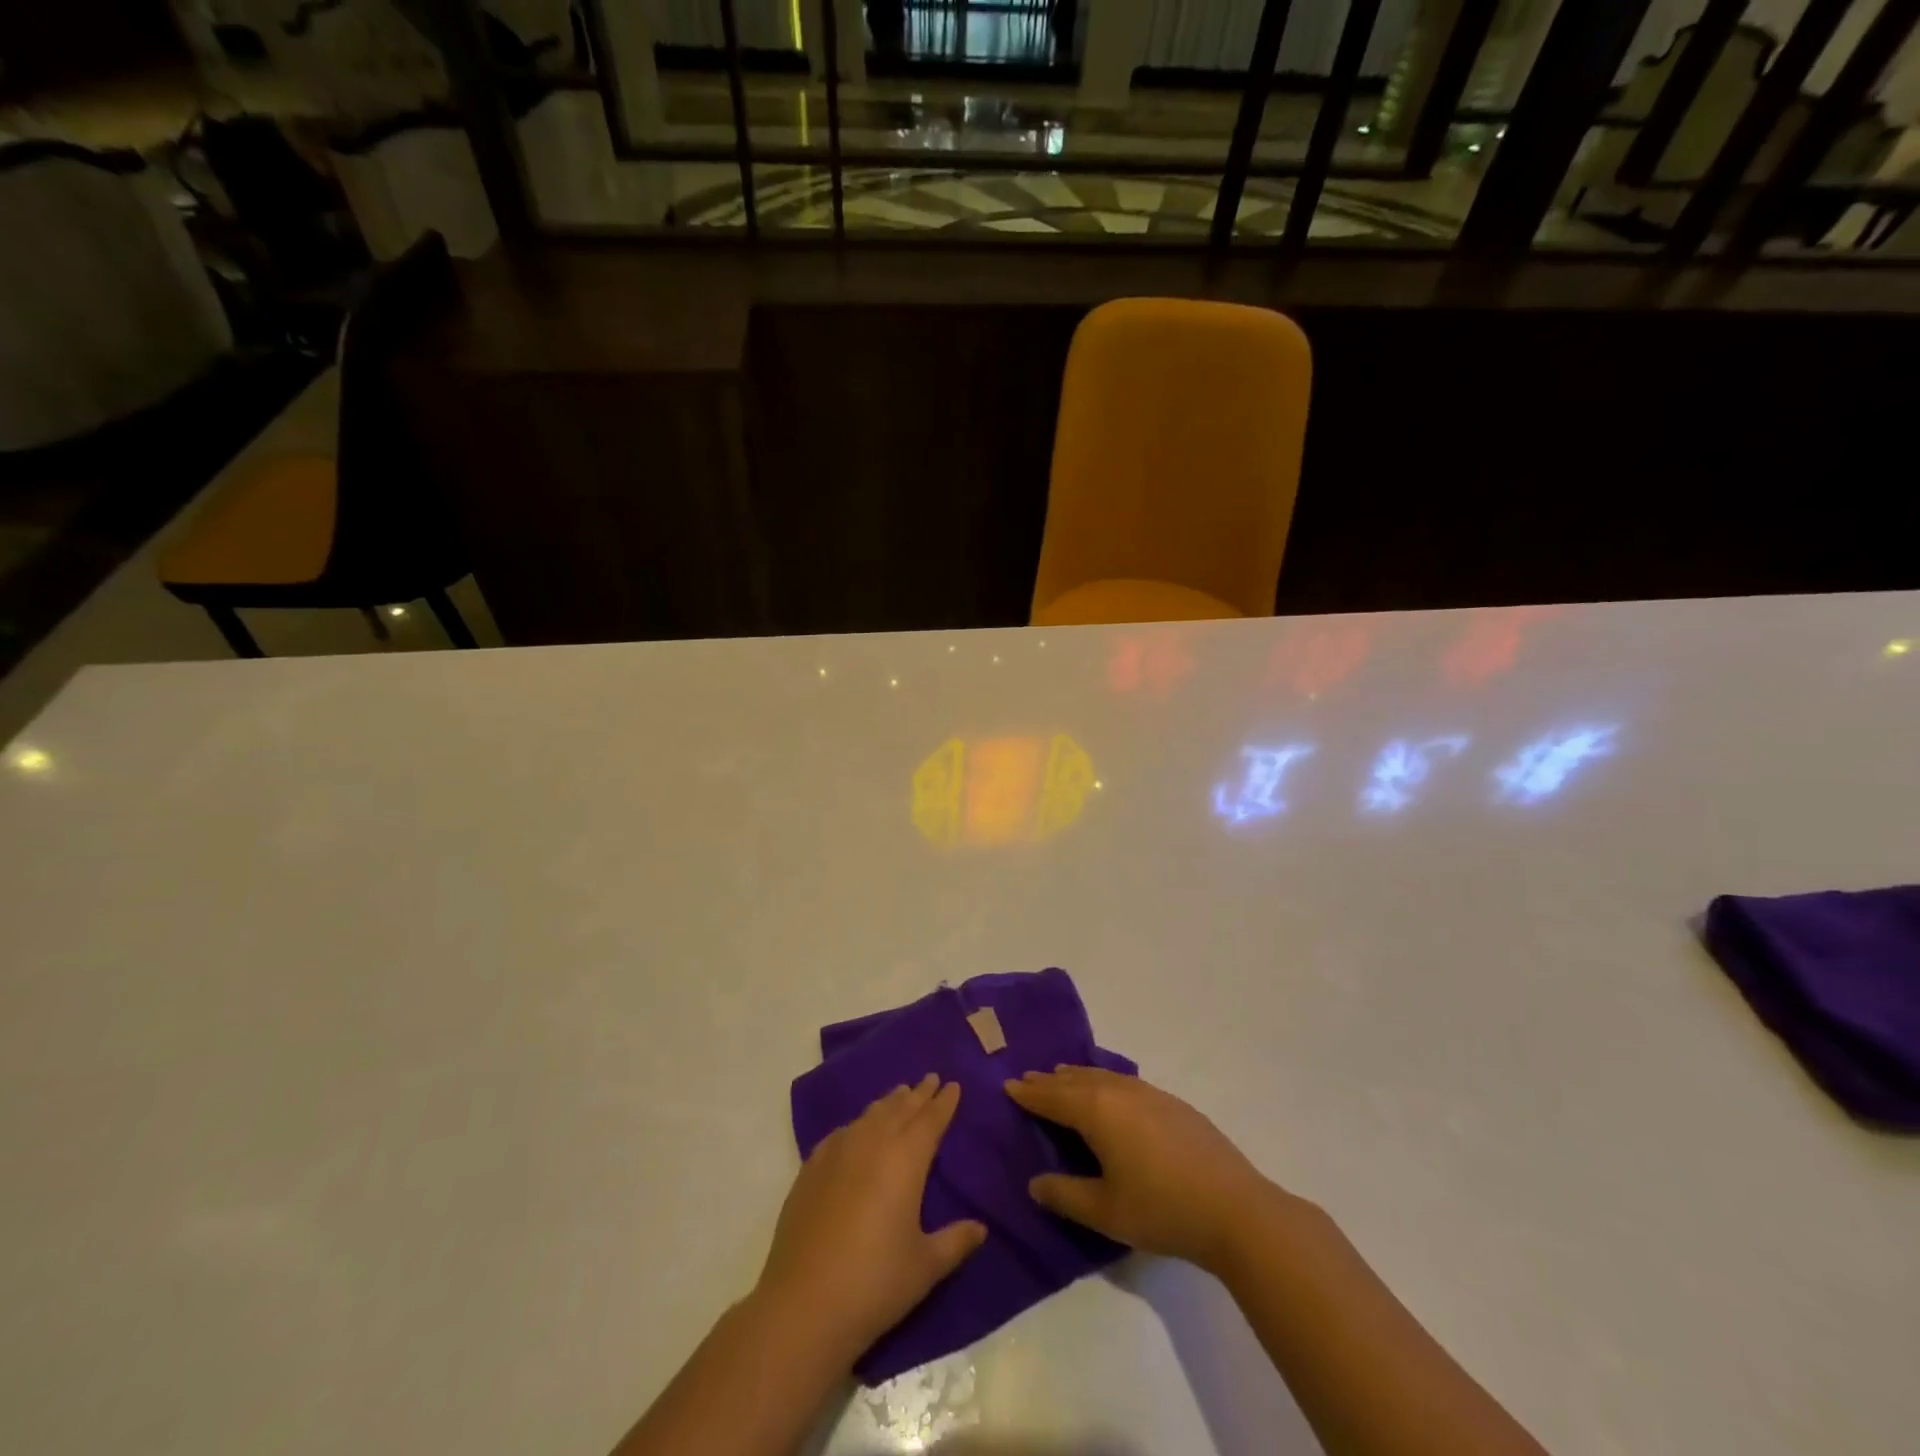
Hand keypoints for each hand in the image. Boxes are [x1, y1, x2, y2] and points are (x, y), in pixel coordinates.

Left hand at [756, 1073, 986, 1364]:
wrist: (804, 1305)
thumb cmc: (875, 1284)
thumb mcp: (926, 1266)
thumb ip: (956, 1242)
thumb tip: (981, 1228)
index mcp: (906, 1160)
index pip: (930, 1120)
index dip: (943, 1102)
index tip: (952, 1084)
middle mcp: (872, 1144)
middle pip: (900, 1109)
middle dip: (918, 1094)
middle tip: (930, 1079)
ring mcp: (837, 1153)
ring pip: (869, 1115)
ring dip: (888, 1103)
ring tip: (899, 1095)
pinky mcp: (811, 1169)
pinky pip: (841, 1133)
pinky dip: (857, 1124)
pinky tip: (856, 1130)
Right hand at [1005, 1066, 1280, 1273]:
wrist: (1235, 1209)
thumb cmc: (1162, 1210)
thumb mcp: (1105, 1211)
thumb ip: (1065, 1195)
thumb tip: (1035, 1183)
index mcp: (1098, 1111)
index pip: (1054, 1098)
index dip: (1030, 1094)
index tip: (1009, 1085)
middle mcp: (1120, 1091)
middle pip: (1076, 1081)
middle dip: (1051, 1081)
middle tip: (1029, 1078)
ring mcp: (1150, 1094)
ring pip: (1103, 1077)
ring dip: (1078, 1077)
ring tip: (1062, 1076)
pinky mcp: (1173, 1104)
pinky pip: (1125, 1082)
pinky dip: (1105, 1082)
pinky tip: (1110, 1091)